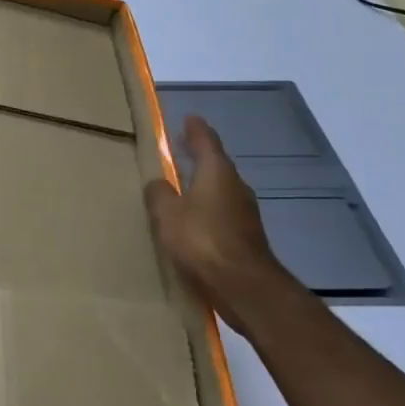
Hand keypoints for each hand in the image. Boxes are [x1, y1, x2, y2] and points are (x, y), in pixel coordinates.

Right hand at [144, 115, 292, 330]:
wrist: (245, 287)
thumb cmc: (203, 240)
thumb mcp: (168, 214)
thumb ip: (159, 194)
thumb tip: (158, 183)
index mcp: (217, 172)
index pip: (206, 141)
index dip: (196, 129)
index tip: (189, 118)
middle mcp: (235, 187)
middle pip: (216, 165)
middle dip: (200, 157)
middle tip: (182, 150)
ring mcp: (245, 214)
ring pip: (221, 191)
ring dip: (204, 186)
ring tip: (184, 187)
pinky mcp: (247, 238)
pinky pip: (223, 214)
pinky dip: (209, 211)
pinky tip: (195, 221)